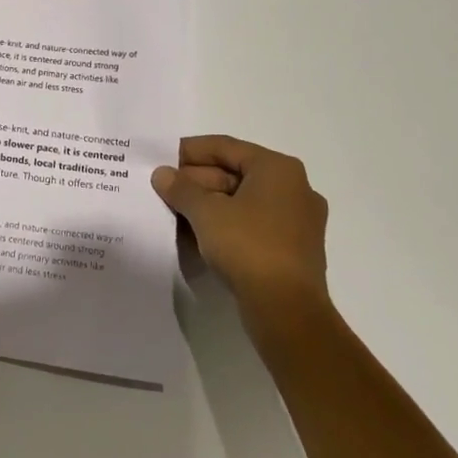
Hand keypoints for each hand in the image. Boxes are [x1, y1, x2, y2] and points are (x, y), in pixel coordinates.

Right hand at [152, 136, 329, 337]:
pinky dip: (226, 223)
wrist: (287, 310)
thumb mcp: (205, 212)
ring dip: (208, 203)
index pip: (225, 147)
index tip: (160, 159)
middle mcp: (294, 188)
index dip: (189, 151)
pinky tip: (198, 234)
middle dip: (196, 180)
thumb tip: (162, 174)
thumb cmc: (248, 246)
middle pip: (235, 173)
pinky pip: (253, 224)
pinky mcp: (293, 248)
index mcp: (278, 169)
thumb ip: (180, 188)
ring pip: (242, 200)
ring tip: (175, 211)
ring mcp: (297, 220)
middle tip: (164, 189)